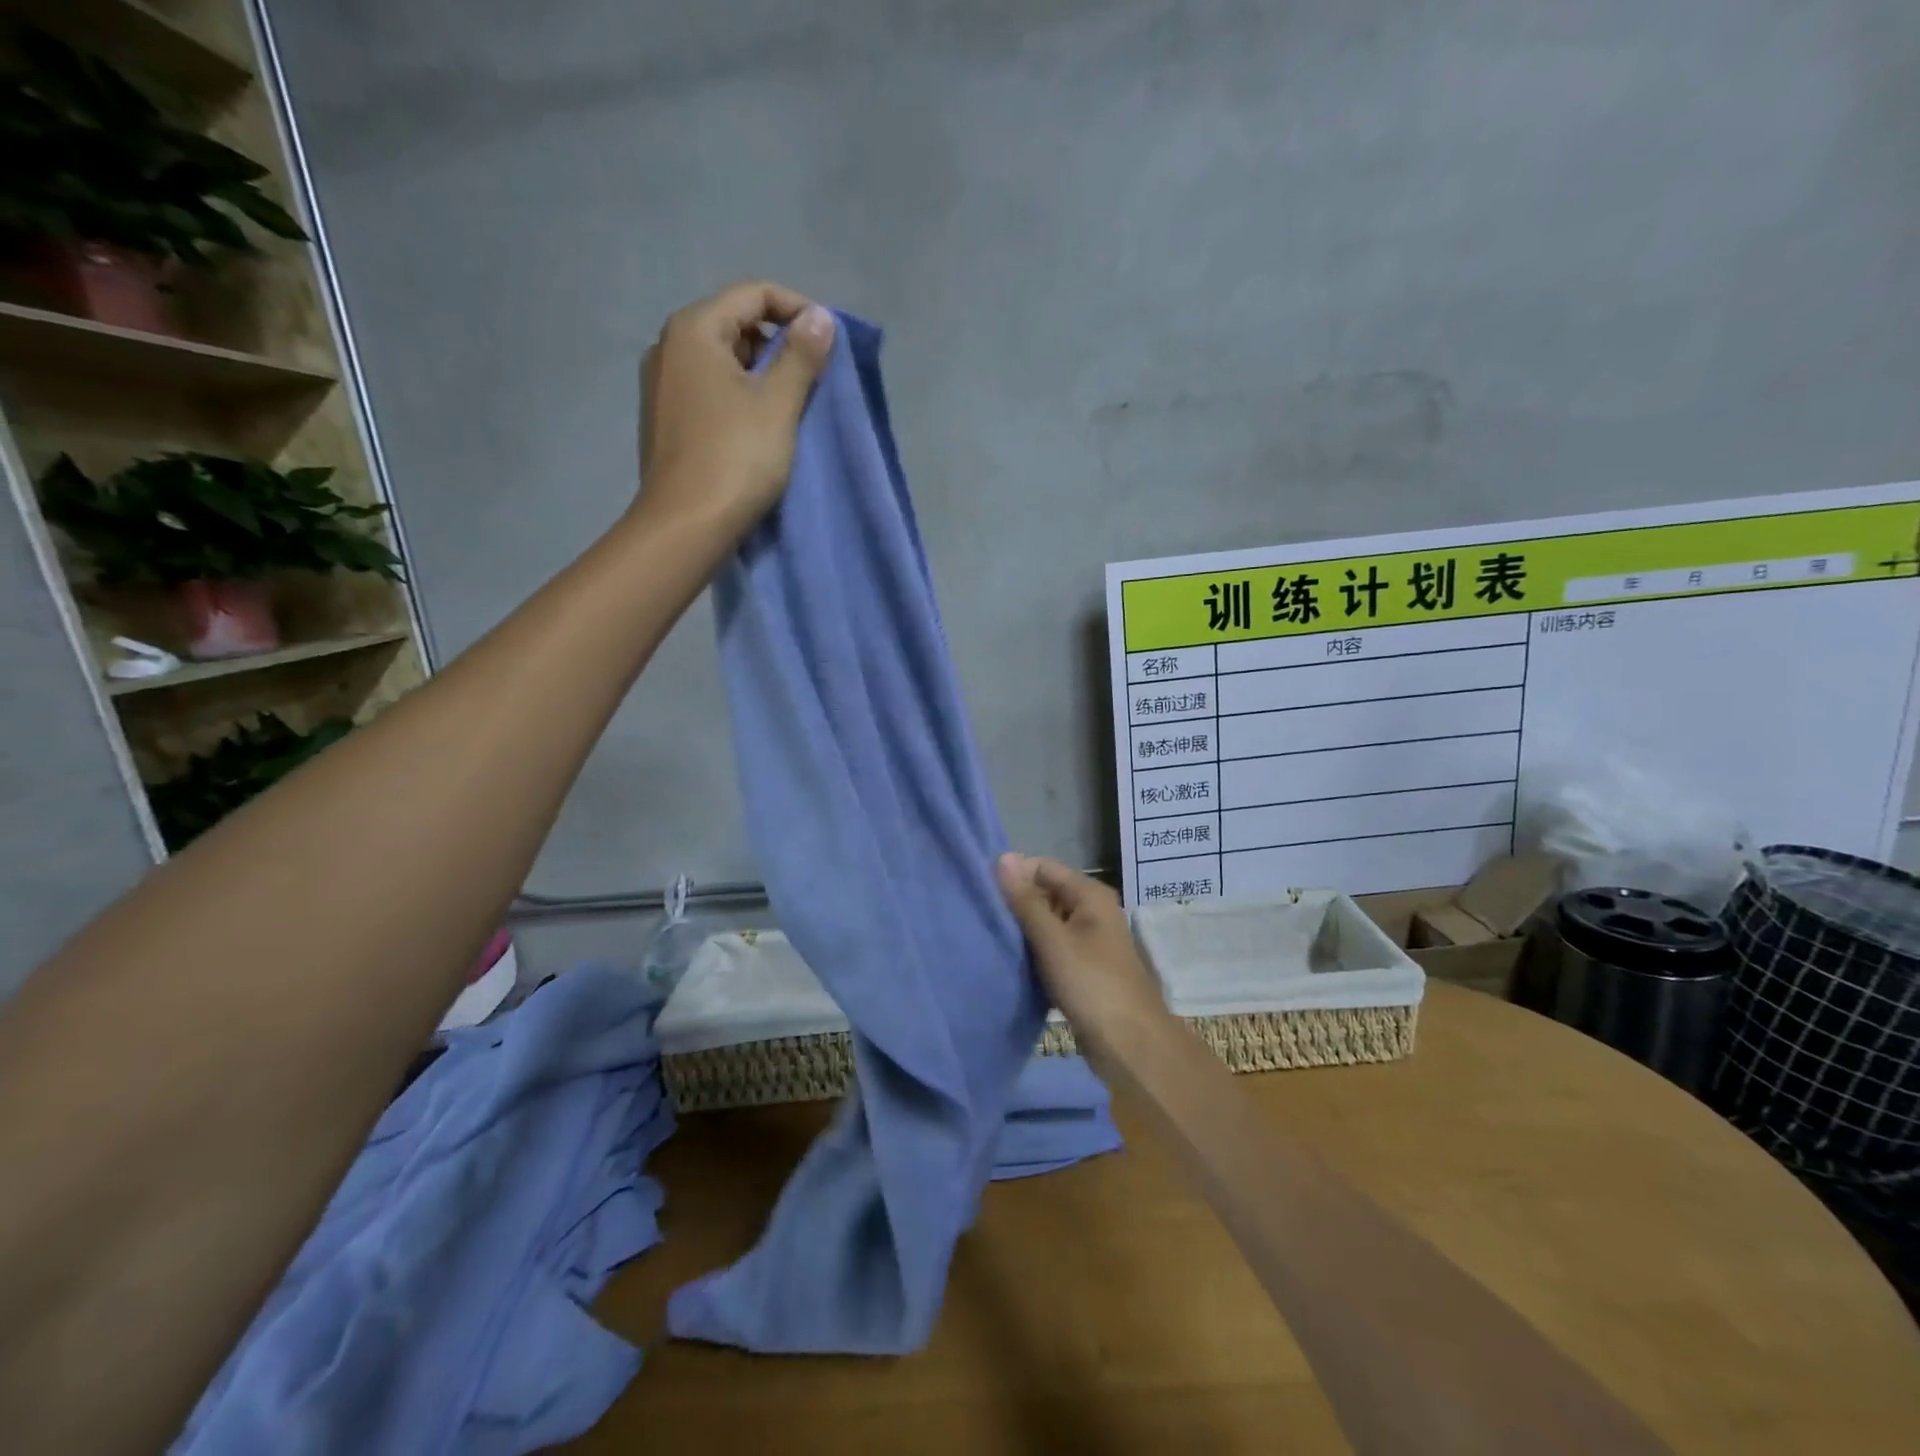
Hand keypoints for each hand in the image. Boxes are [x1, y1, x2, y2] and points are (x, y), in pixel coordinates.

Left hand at [637, 280, 836, 534]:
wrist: (686, 525)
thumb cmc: (736, 458)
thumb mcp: (778, 404)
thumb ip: (801, 356)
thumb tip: (820, 317)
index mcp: (694, 329)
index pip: (753, 294)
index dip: (798, 310)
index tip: (829, 344)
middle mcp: (668, 347)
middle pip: (735, 324)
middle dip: (779, 345)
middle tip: (812, 380)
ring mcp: (661, 385)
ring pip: (722, 361)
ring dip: (761, 375)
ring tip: (791, 408)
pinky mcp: (665, 419)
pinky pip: (709, 390)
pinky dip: (739, 397)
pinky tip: (758, 429)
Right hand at [997, 853, 1169, 1054]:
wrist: (1131, 1045)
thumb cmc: (1092, 985)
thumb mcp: (1053, 940)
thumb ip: (1026, 900)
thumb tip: (1003, 857)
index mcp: (1090, 895)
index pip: (1042, 867)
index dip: (1013, 876)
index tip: (981, 893)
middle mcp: (1091, 910)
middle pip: (1045, 893)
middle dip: (1015, 904)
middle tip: (979, 917)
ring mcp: (1089, 940)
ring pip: (1047, 923)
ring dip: (1022, 930)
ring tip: (988, 937)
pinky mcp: (1084, 967)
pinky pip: (1052, 948)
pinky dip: (1033, 951)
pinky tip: (1010, 961)